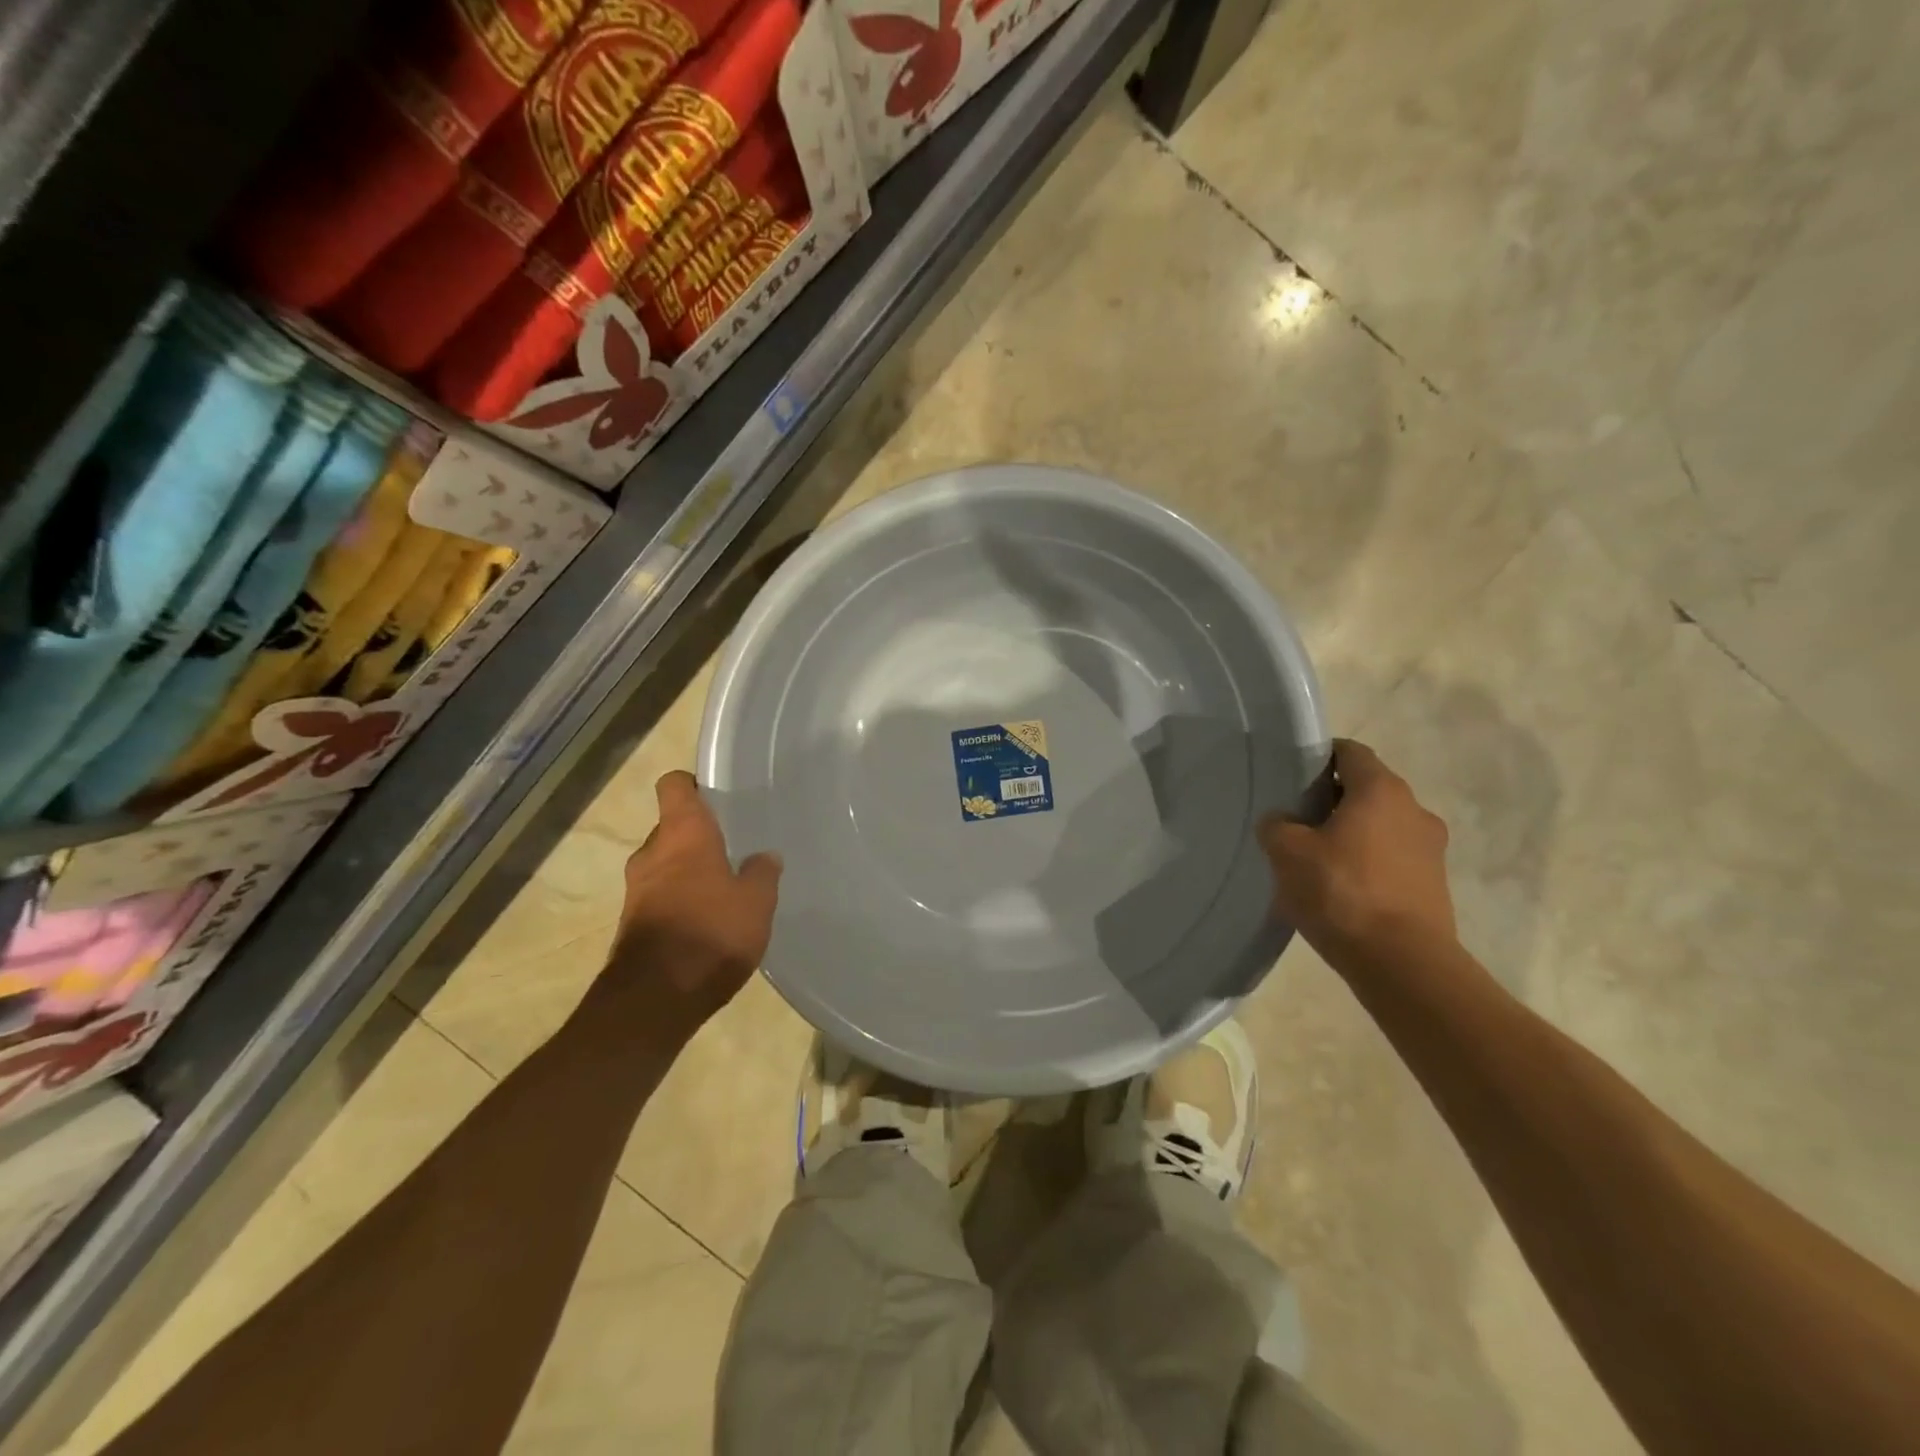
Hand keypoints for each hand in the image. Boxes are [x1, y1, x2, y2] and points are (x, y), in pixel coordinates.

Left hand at [601, 771, 781, 1031]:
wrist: (654, 999)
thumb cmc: (711, 934)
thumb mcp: (756, 902)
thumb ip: (762, 873)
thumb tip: (764, 856)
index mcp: (682, 833)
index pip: (674, 785)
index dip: (693, 784)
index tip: (716, 793)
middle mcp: (652, 852)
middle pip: (671, 827)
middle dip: (698, 835)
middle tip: (733, 847)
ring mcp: (636, 889)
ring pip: (665, 864)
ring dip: (688, 871)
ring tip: (724, 887)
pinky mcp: (632, 922)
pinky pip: (660, 896)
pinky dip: (680, 899)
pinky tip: (707, 920)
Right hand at [1259, 739, 1456, 970]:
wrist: (1402, 963)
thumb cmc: (1341, 892)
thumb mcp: (1287, 853)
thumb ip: (1276, 826)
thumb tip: (1281, 822)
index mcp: (1381, 790)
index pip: (1351, 753)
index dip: (1320, 757)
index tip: (1294, 776)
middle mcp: (1414, 810)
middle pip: (1367, 790)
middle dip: (1333, 800)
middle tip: (1298, 821)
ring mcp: (1431, 850)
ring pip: (1382, 827)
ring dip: (1353, 835)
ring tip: (1318, 860)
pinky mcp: (1434, 886)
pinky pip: (1393, 860)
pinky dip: (1369, 865)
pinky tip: (1342, 890)